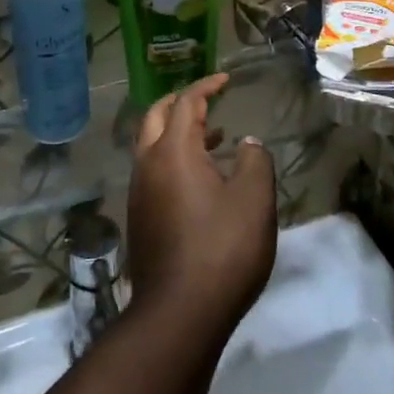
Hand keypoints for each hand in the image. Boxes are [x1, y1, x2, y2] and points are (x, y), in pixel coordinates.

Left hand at [128, 74, 277, 334]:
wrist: (179, 313)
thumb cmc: (222, 249)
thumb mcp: (255, 200)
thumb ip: (255, 161)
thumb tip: (247, 143)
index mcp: (173, 151)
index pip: (185, 103)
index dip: (206, 86)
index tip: (225, 80)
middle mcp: (147, 165)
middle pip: (155, 117)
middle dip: (180, 103)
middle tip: (207, 101)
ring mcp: (138, 193)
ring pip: (151, 146)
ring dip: (177, 134)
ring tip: (213, 139)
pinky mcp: (139, 218)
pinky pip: (152, 172)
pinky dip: (172, 160)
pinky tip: (200, 181)